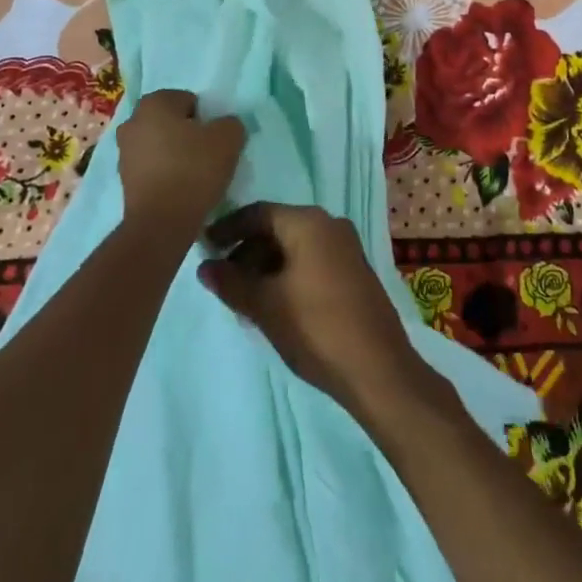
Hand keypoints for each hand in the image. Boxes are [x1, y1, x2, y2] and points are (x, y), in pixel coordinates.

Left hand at [115, 90, 245, 241]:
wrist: (161, 222)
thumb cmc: (194, 170)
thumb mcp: (228, 138)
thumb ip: (230, 123)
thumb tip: (224, 126)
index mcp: (154, 102)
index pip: (188, 100)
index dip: (205, 118)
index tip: (214, 139)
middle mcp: (132, 121)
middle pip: (170, 122)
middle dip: (187, 134)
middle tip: (207, 154)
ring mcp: (123, 151)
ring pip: (159, 144)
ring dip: (174, 154)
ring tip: (195, 175)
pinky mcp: (123, 179)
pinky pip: (151, 167)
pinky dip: (164, 173)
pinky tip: (180, 189)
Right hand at [197, 203, 434, 421]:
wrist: (377, 368)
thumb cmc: (316, 327)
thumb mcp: (264, 305)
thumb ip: (231, 282)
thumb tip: (205, 267)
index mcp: (308, 222)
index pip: (258, 212)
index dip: (228, 228)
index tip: (204, 247)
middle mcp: (329, 224)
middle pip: (276, 227)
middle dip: (246, 251)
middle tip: (223, 281)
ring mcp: (345, 246)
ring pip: (294, 246)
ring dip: (266, 266)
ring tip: (244, 299)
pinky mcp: (353, 270)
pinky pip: (311, 259)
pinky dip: (287, 274)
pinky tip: (274, 303)